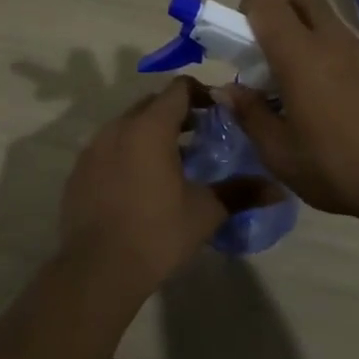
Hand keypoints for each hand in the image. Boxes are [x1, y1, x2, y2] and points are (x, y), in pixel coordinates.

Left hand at [60, 77, 278, 295]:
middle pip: (152, 104)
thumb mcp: (205, 212)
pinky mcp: (79, 170)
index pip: (178, 89)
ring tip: (172, 162)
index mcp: (150, 127)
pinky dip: (127, 153)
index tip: (218, 114)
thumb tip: (279, 190)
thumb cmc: (157, 233)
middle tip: (200, 136)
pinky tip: (139, 184)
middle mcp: (118, 127)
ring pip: (127, 125)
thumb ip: (241, 193)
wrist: (97, 269)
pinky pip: (108, 148)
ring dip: (151, 133)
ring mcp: (93, 148)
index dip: (202, 94)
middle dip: (177, 113)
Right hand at [225, 0, 358, 228]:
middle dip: (279, 14)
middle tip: (270, 59)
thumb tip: (227, 89)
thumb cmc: (336, 167)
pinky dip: (326, 54)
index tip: (243, 48)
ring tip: (297, 86)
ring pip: (324, 18)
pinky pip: (343, 42)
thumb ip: (248, 113)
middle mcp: (330, 39)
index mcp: (298, 53)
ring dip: (303, 35)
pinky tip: (327, 102)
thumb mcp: (278, 152)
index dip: (246, 10)